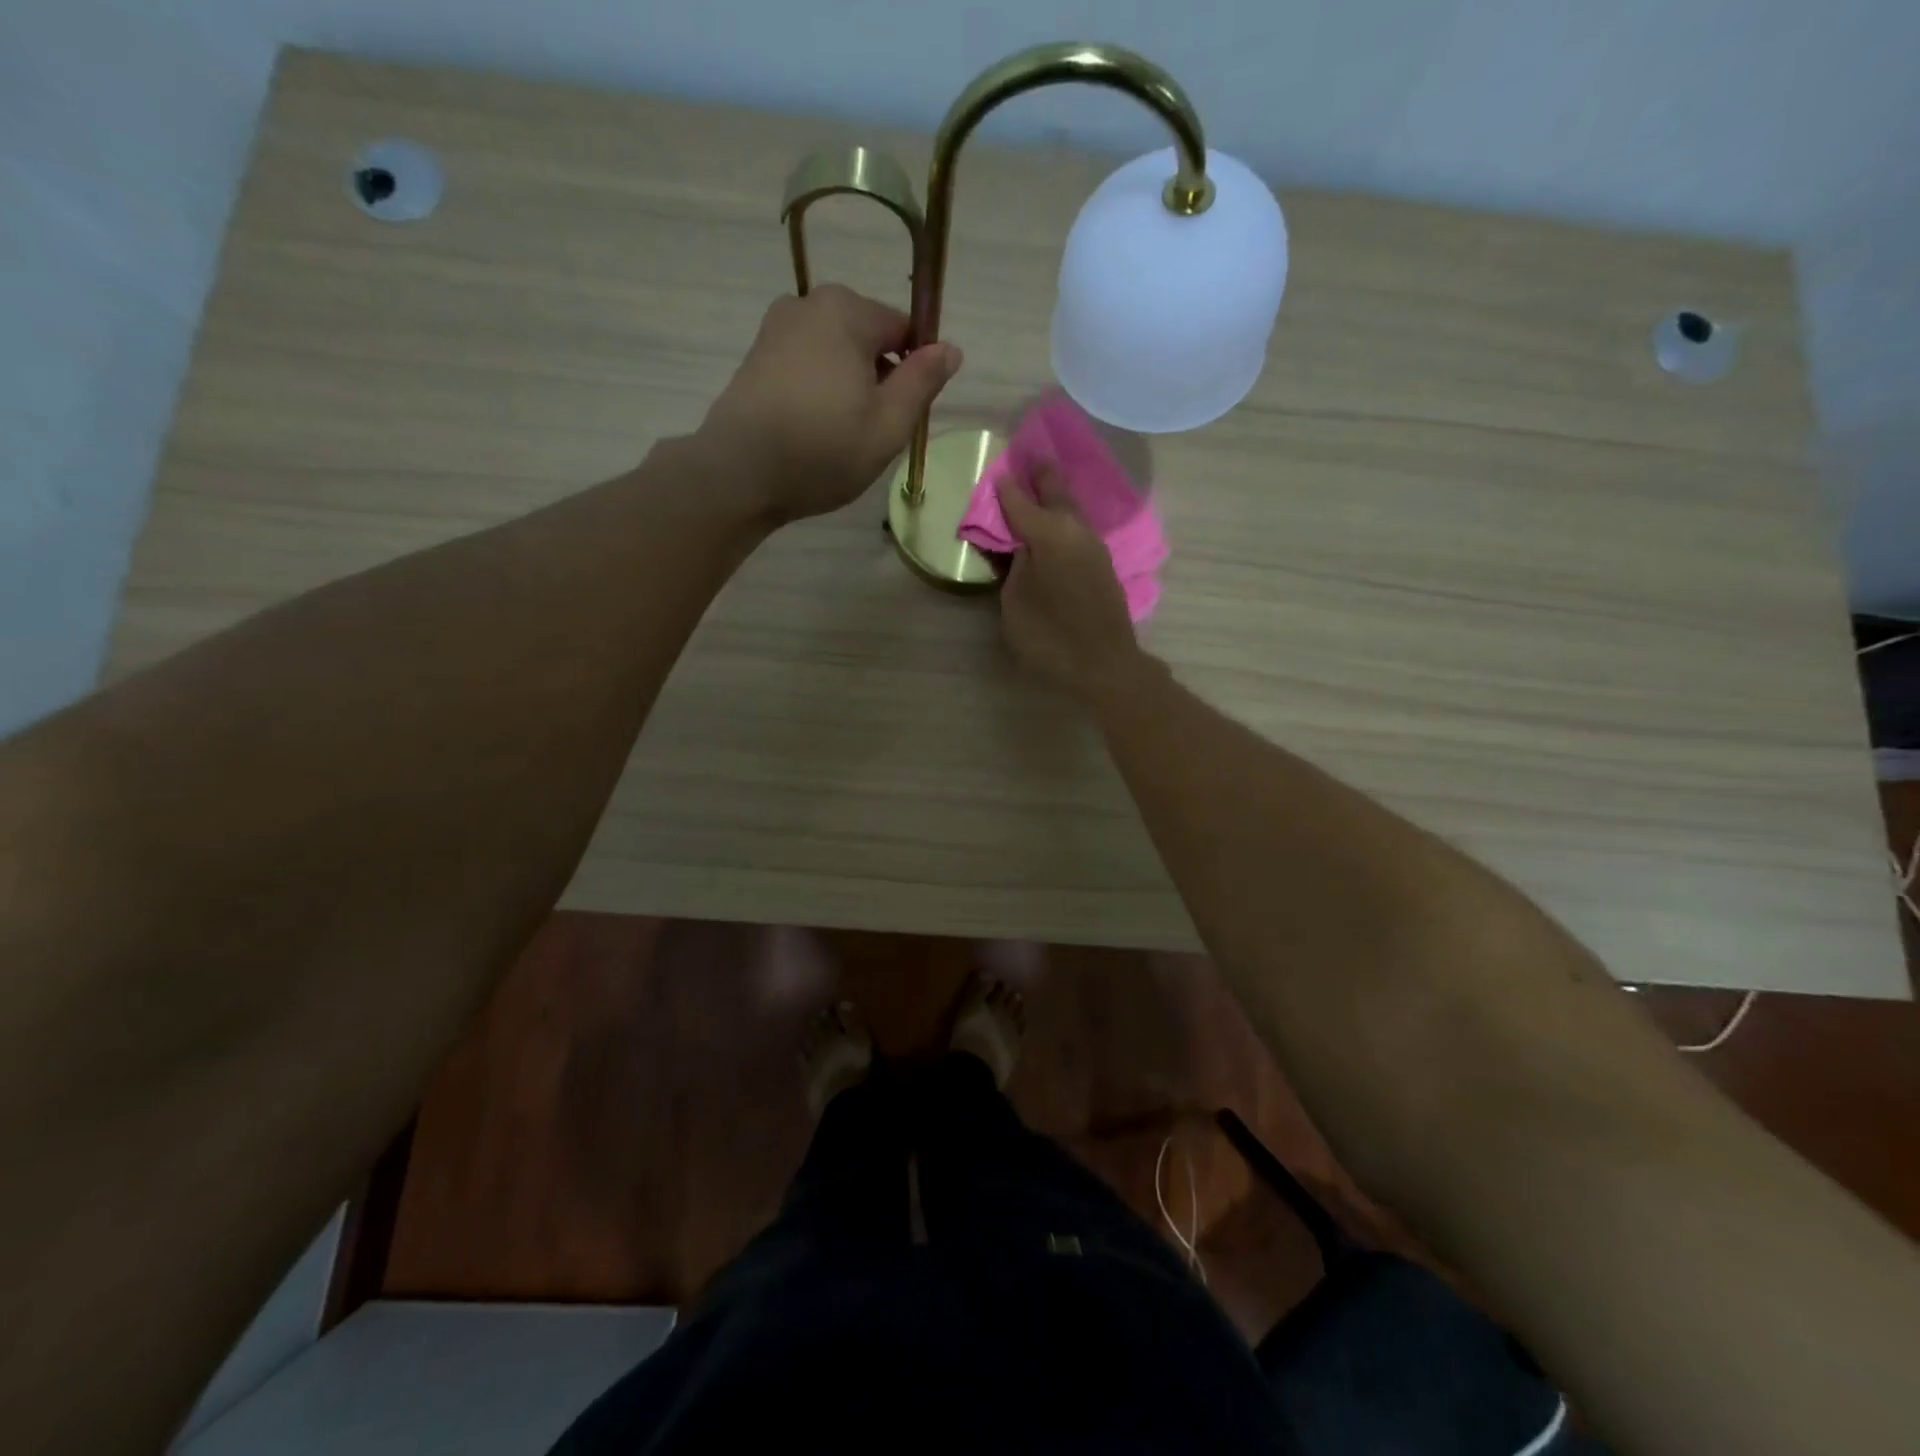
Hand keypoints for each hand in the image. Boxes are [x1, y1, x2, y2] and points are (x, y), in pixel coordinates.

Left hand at [695, 285, 962, 524]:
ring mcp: (775, 329)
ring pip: (835, 354)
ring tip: (842, 436)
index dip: (915, 370)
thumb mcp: (889, 424)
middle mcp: (808, 305)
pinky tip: (813, 431)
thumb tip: (950, 348)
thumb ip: (923, 381)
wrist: (740, 473)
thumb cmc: (824, 449)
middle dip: (879, 378)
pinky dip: (819, 392)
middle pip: (867, 339)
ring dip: (848, 387)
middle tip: (874, 432)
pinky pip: (806, 366)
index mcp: (847, 311)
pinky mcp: (755, 357)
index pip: (904, 328)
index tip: (907, 414)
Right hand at [997, 465, 1146, 701]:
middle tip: (1030, 458)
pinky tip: (1056, 526)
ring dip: (1056, 498)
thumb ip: (1015, 566)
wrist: (1104, 665)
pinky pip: (1078, 532)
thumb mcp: (1016, 601)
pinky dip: (1064, 522)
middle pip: (1056, 493)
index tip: (997, 473)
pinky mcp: (1103, 567)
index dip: (1005, 490)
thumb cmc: (1050, 636)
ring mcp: (1094, 548)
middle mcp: (1076, 531)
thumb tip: (1022, 546)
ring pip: (1071, 512)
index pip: (1020, 502)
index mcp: (1050, 533)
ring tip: (1041, 487)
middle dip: (1041, 476)